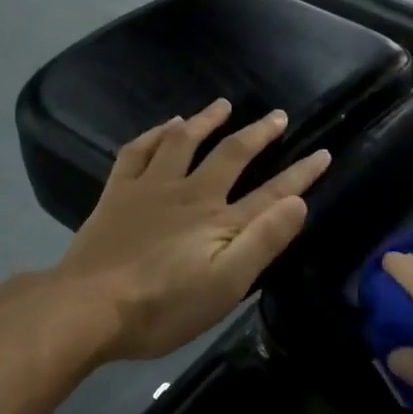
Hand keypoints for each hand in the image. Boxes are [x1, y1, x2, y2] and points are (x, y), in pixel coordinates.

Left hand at [53, 99, 330, 361]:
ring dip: (205, 121)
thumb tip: (298, 203)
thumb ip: (263, 242)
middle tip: (278, 116)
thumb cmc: (163, 308)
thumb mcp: (226, 286)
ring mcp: (150, 189)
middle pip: (231, 155)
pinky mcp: (118, 194)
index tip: (323, 153)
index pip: (272, 193)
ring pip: (182, 142)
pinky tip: (162, 127)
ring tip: (222, 105)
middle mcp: (190, 194)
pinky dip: (153, 135)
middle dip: (258, 134)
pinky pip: (137, 151)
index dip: (300, 174)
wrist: (89, 308)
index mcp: (220, 221)